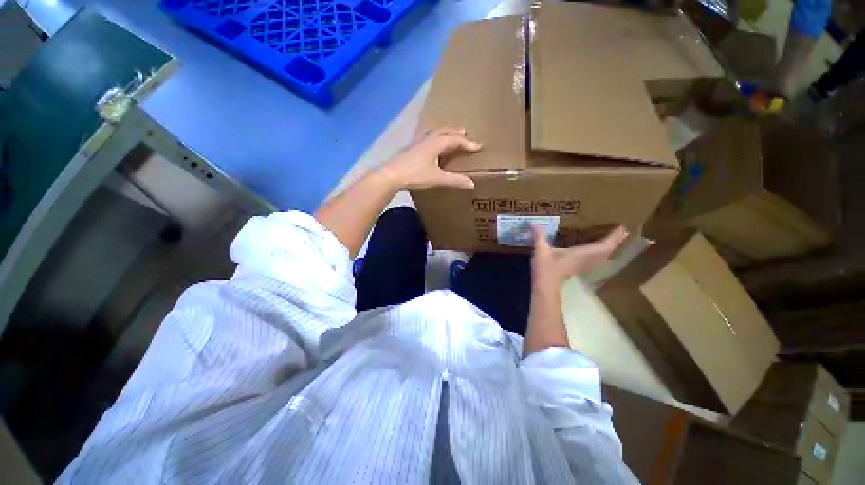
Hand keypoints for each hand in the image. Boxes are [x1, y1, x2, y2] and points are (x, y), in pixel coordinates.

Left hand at [378, 127, 481, 190]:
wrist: (391, 175)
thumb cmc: (415, 175)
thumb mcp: (437, 178)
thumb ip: (455, 180)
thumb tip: (472, 184)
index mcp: (436, 143)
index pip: (455, 140)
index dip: (467, 143)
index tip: (478, 146)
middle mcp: (427, 139)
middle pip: (444, 131)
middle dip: (455, 132)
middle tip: (465, 133)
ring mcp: (417, 143)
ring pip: (434, 133)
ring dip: (444, 133)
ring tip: (449, 136)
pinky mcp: (411, 149)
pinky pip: (426, 139)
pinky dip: (434, 139)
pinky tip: (430, 147)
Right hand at [531, 225, 628, 288]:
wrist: (545, 286)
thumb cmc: (546, 268)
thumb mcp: (541, 250)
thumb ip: (539, 237)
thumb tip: (534, 223)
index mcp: (581, 253)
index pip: (604, 245)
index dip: (614, 237)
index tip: (623, 228)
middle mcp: (586, 259)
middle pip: (607, 251)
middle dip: (616, 241)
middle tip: (622, 232)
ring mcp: (583, 265)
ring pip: (602, 256)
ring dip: (609, 248)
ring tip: (613, 240)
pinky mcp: (577, 268)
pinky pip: (595, 260)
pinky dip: (600, 254)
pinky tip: (596, 252)